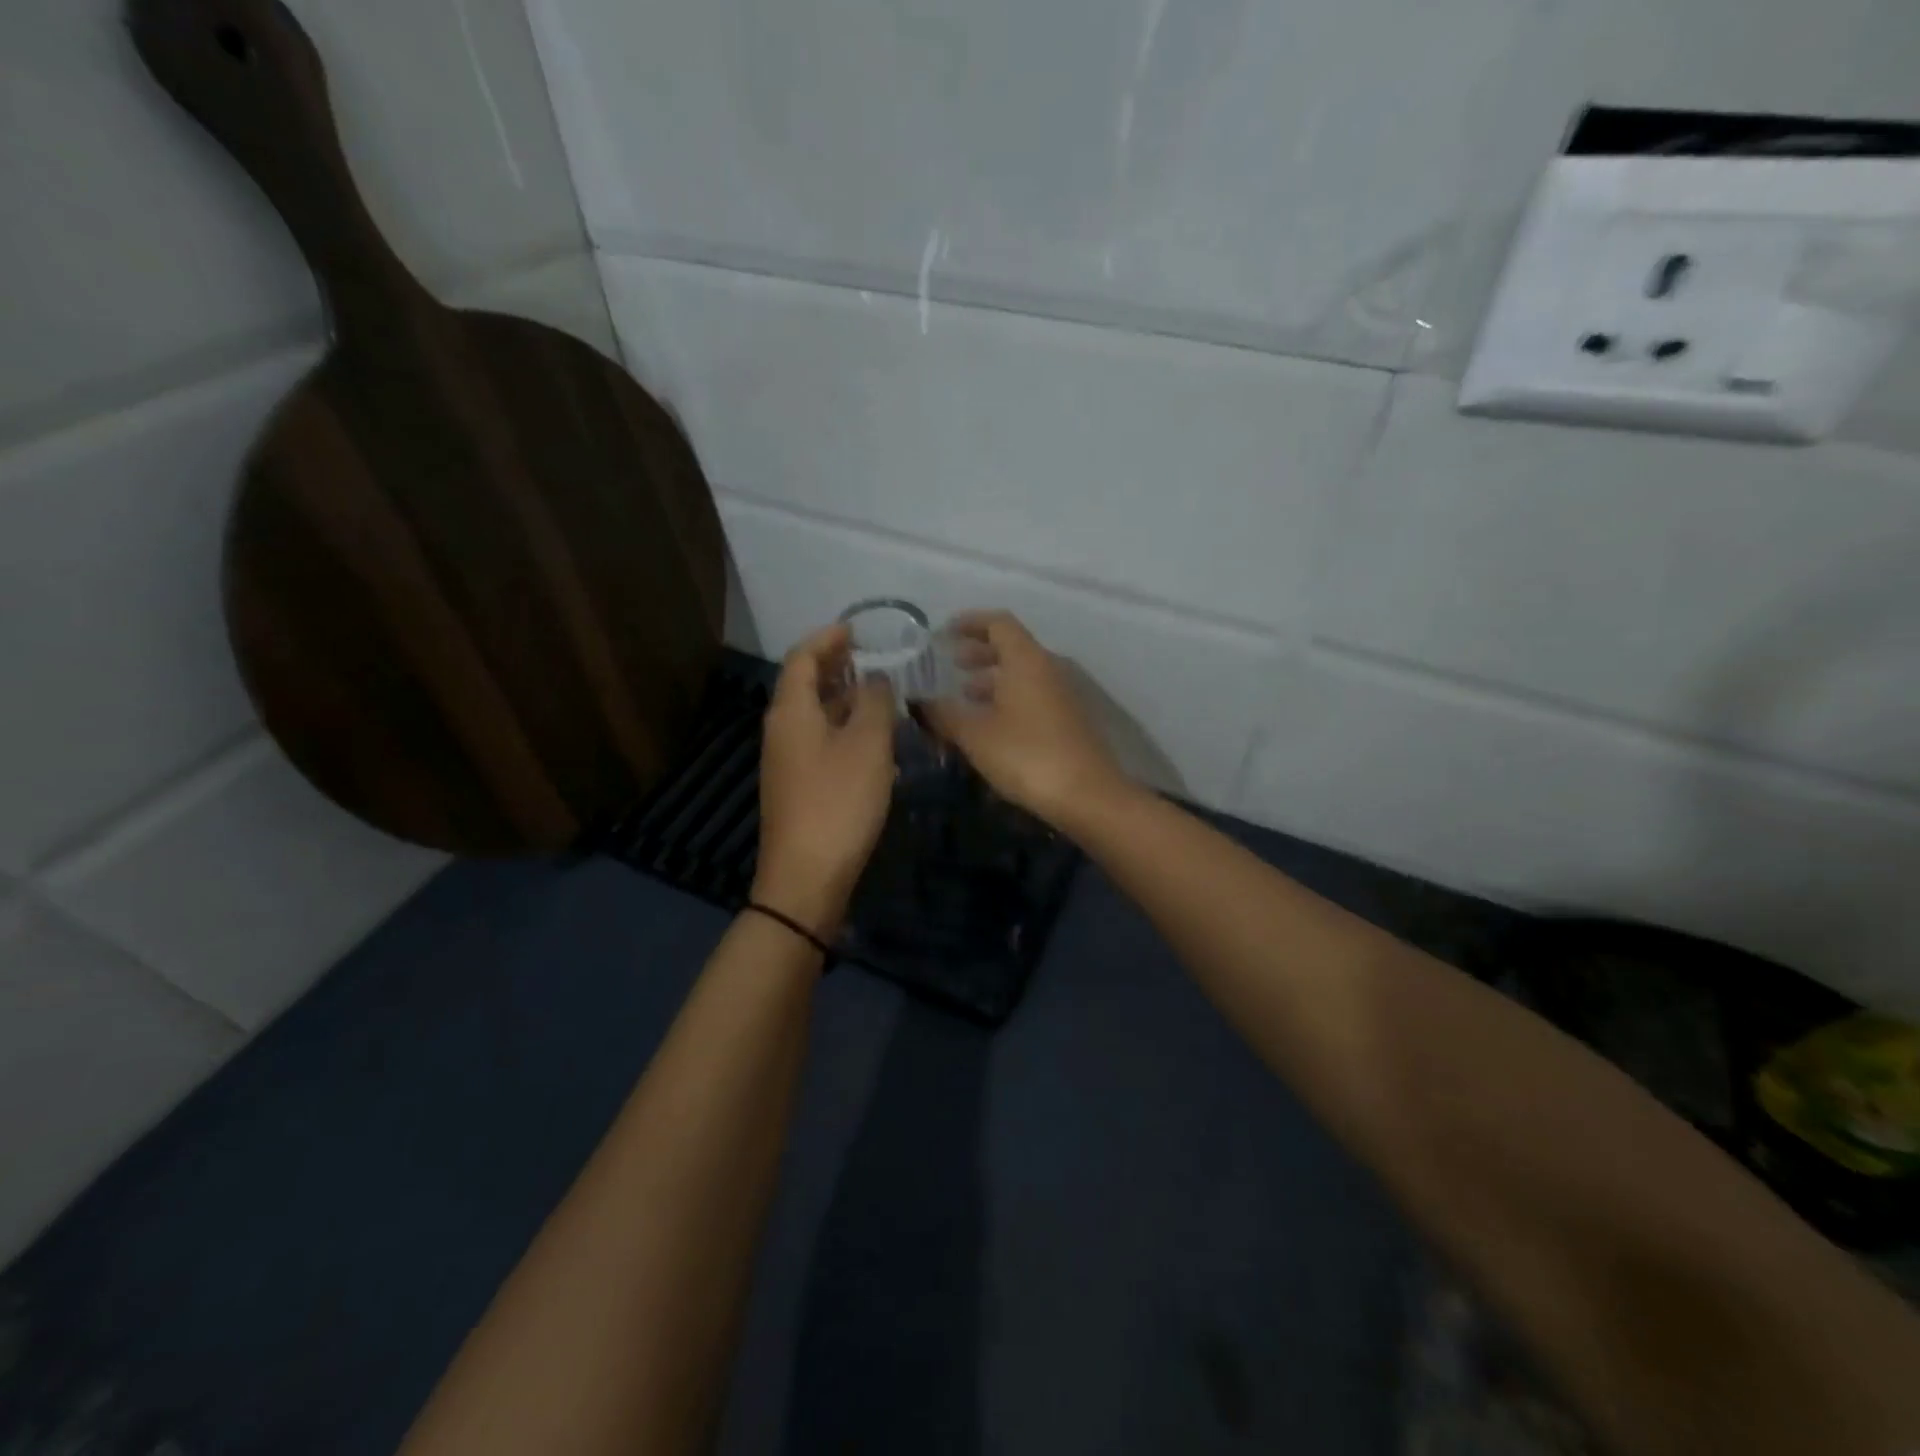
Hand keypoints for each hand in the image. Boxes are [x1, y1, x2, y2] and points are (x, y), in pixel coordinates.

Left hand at [752, 624, 896, 935]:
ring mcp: (787, 760)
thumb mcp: (868, 745)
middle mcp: (782, 730)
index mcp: (791, 712)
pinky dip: (843, 727)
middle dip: (835, 665)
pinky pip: (819, 740)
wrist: (807, 876)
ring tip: (878, 692)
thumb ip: (875, 702)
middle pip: (804, 684)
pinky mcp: (798, 785)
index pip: (801, 657)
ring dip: (842, 697)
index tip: (856, 629)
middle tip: (871, 655)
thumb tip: (876, 678)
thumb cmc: (838, 802)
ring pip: (814, 714)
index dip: (827, 638)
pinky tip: (872, 739)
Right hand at [924, 611, 1131, 831]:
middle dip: (979, 651)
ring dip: (993, 678)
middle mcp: (1048, 669)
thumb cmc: (1027, 755)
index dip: (970, 622)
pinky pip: (1032, 696)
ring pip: (1022, 674)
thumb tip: (919, 703)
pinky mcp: (1068, 721)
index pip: (999, 623)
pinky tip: (989, 724)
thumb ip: (944, 714)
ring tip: (965, 695)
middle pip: (1012, 647)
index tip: (945, 632)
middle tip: (952, 663)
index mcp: (1026, 660)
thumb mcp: (976, 735)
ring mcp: (1062, 695)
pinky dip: (1007, 699)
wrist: (1087, 795)